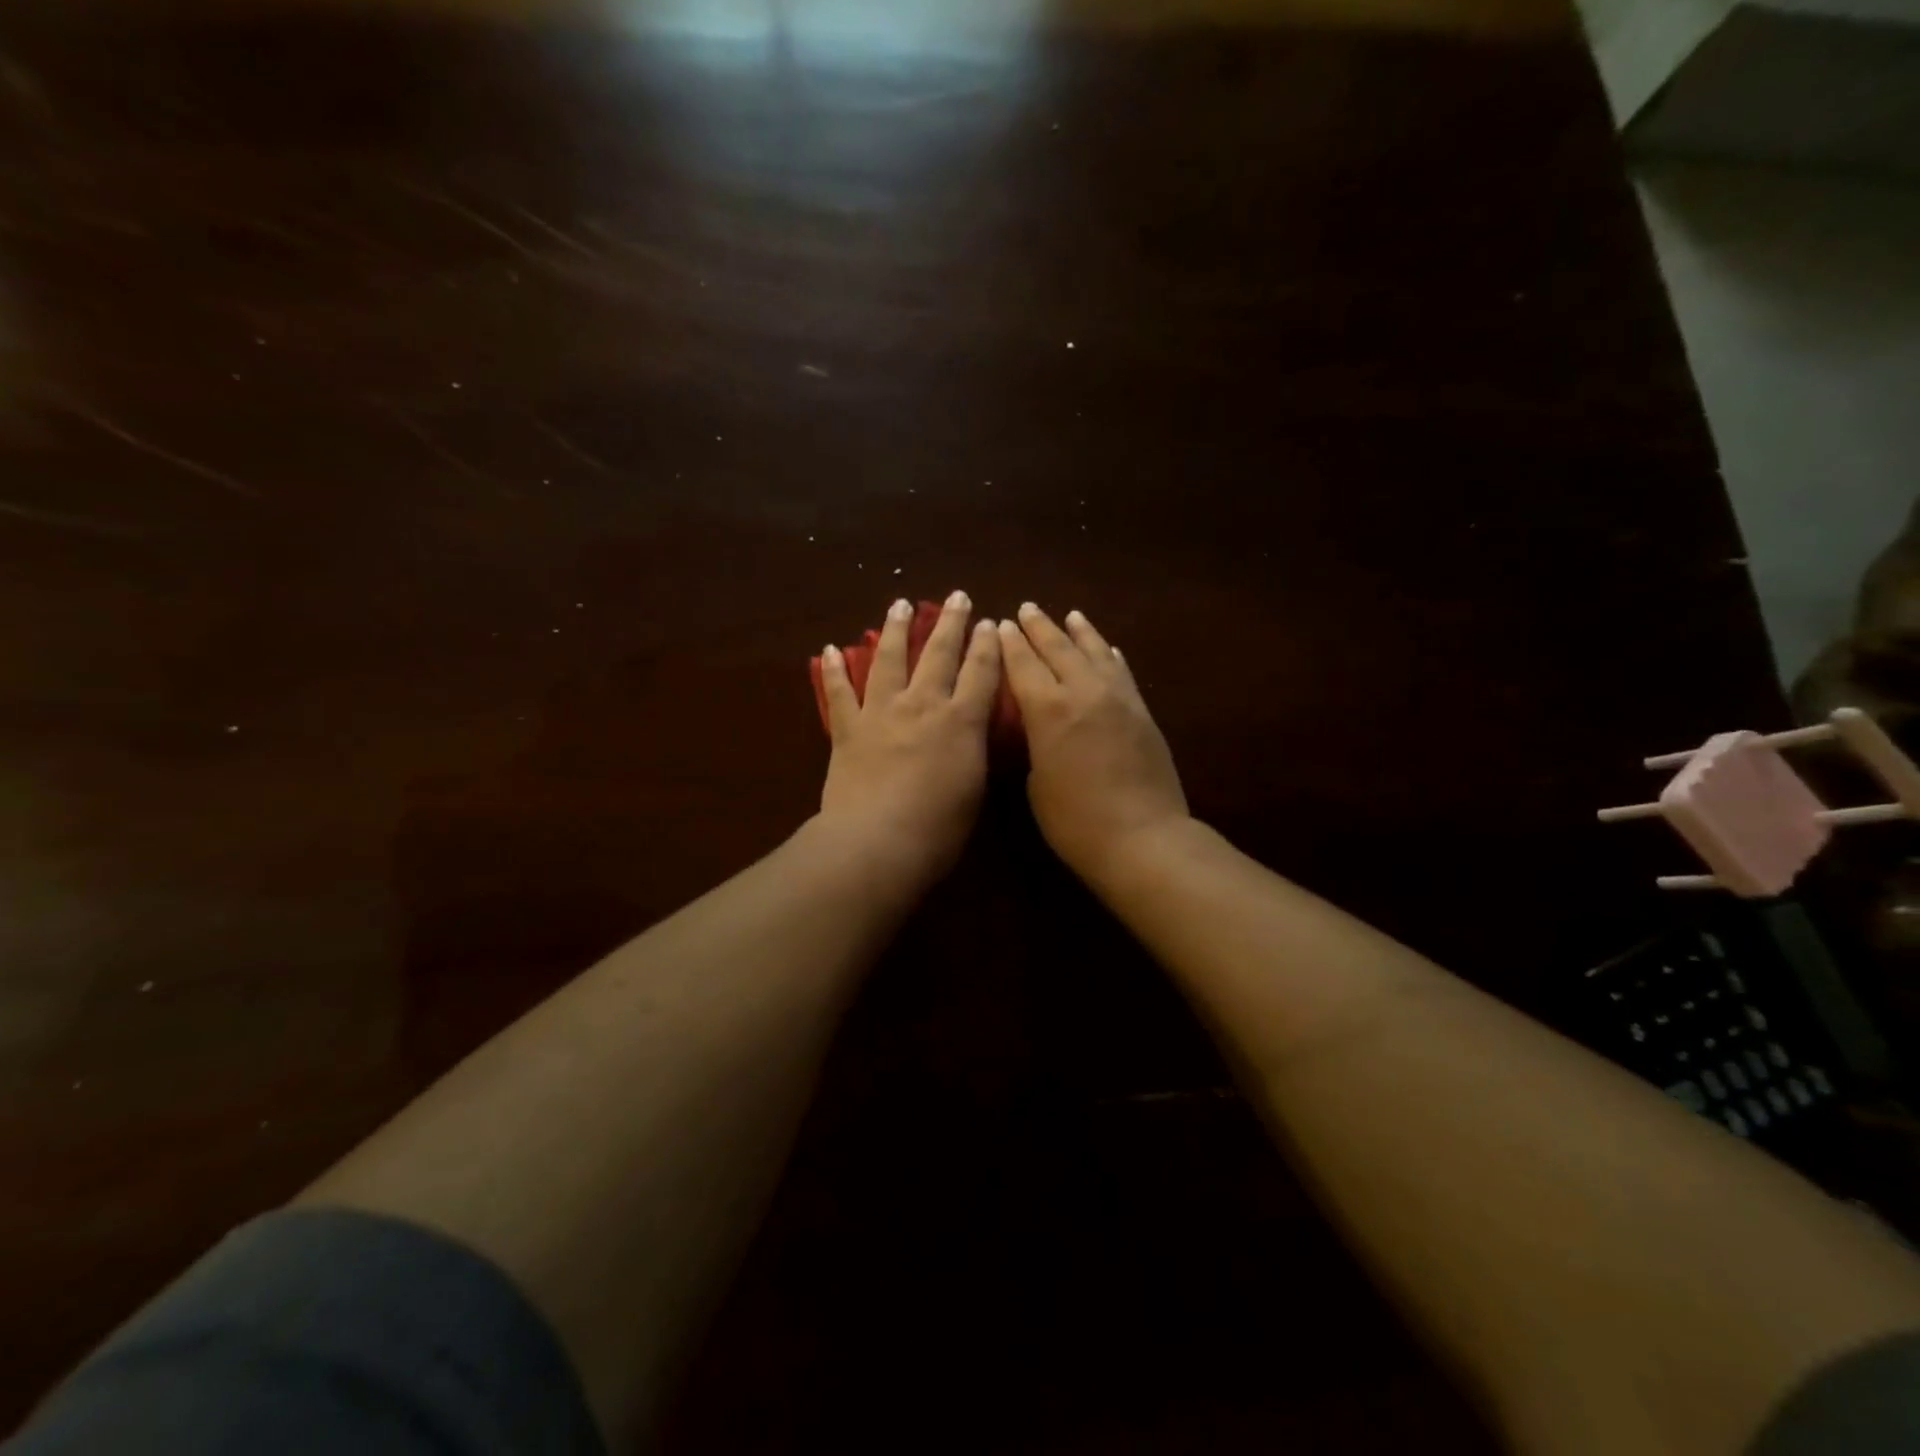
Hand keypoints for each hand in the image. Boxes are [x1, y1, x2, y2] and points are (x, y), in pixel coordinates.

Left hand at [817, 592, 1001, 888]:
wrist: (877, 842)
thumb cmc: (938, 827)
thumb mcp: (974, 787)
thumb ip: (973, 750)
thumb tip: (970, 731)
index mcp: (961, 721)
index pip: (981, 672)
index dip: (987, 645)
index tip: (990, 622)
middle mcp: (922, 705)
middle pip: (939, 654)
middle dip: (951, 623)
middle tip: (956, 597)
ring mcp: (881, 713)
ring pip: (890, 659)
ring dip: (896, 630)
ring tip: (900, 604)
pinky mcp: (848, 729)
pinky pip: (839, 693)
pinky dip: (833, 671)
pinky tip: (830, 649)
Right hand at [998, 603, 1188, 880]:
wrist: (1142, 837)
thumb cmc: (1075, 822)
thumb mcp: (1037, 783)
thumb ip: (1035, 744)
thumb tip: (1039, 726)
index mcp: (1048, 710)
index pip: (1023, 665)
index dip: (1009, 644)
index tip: (999, 625)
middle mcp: (1084, 692)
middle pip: (1058, 649)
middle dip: (1039, 628)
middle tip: (1026, 609)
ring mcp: (1118, 699)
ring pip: (1096, 652)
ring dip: (1079, 632)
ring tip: (1069, 615)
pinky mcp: (1142, 712)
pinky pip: (1123, 673)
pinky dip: (1110, 656)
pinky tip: (1107, 648)